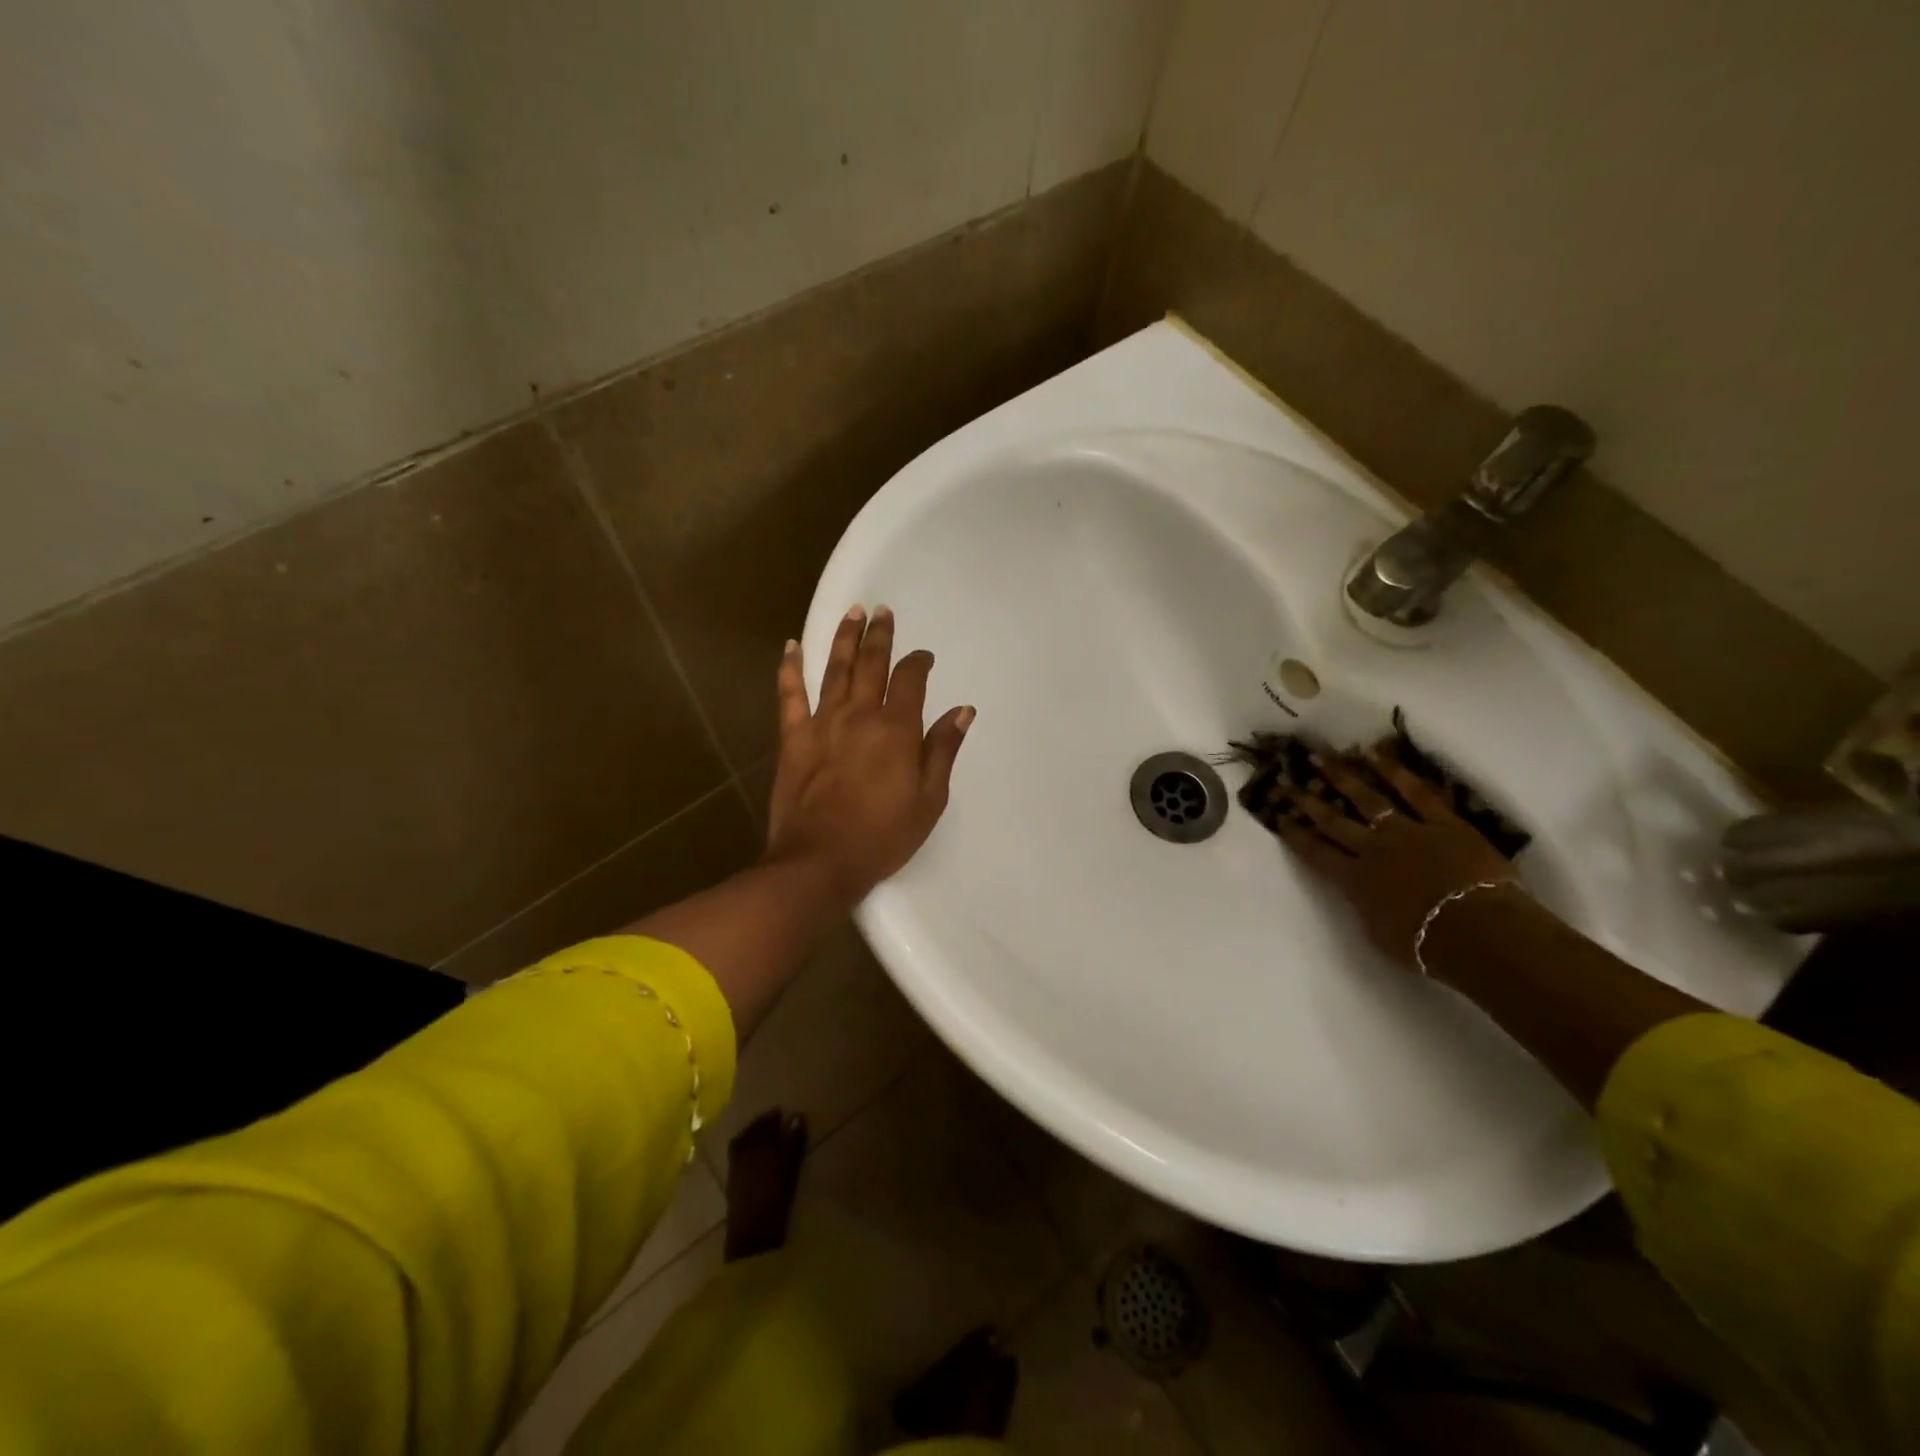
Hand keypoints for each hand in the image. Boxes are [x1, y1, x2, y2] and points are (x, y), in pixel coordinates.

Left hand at [764, 605, 973, 910]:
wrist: (820, 861)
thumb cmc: (882, 836)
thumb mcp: (929, 800)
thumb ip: (943, 750)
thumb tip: (963, 710)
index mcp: (896, 730)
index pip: (910, 680)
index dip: (918, 663)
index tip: (923, 656)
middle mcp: (860, 715)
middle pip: (871, 664)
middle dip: (879, 635)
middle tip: (882, 611)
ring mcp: (822, 723)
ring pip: (834, 669)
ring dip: (844, 638)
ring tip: (852, 613)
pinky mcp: (793, 738)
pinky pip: (790, 694)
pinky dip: (790, 668)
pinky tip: (791, 646)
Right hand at [1271, 742, 1518, 974]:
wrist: (1480, 932)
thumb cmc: (1428, 947)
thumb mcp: (1379, 935)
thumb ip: (1364, 907)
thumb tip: (1359, 893)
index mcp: (1355, 880)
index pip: (1315, 852)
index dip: (1295, 833)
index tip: (1279, 816)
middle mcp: (1373, 849)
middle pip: (1333, 820)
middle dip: (1307, 799)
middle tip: (1287, 780)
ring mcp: (1408, 831)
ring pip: (1367, 798)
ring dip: (1341, 776)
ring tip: (1321, 757)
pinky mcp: (1444, 823)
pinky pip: (1417, 792)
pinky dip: (1395, 772)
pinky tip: (1375, 754)